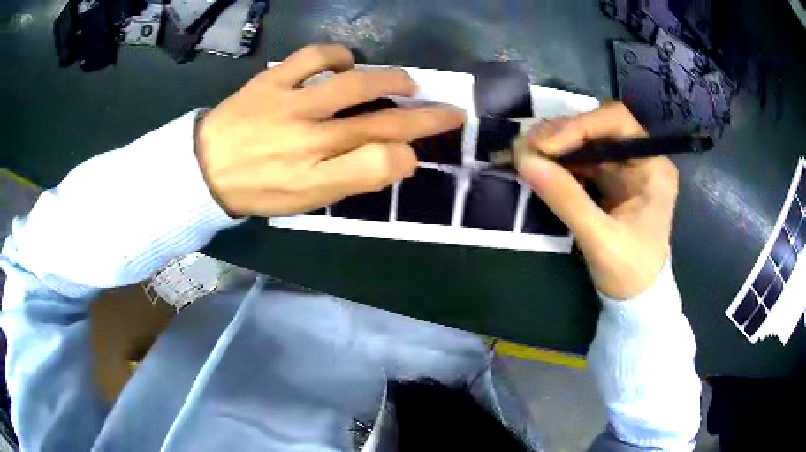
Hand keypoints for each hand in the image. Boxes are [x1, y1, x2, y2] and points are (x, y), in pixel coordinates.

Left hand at [196, 44, 464, 216]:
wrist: (204, 170)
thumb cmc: (257, 190)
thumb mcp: (304, 201)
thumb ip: (351, 180)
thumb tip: (396, 157)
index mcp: (316, 177)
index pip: (379, 161)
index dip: (410, 152)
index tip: (423, 147)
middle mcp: (309, 139)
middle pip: (379, 122)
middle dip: (425, 116)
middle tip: (450, 111)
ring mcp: (290, 105)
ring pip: (354, 84)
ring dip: (391, 80)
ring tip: (407, 84)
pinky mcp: (272, 81)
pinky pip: (312, 57)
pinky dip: (338, 56)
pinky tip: (345, 64)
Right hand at [516, 103, 678, 299]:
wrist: (636, 300)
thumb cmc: (630, 273)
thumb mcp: (601, 240)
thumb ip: (567, 200)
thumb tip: (525, 161)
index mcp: (653, 167)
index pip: (617, 122)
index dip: (580, 125)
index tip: (545, 145)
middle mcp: (639, 159)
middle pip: (598, 127)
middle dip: (561, 133)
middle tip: (525, 147)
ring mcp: (623, 170)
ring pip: (585, 141)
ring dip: (554, 145)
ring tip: (524, 155)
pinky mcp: (608, 182)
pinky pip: (579, 161)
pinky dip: (556, 162)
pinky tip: (537, 166)